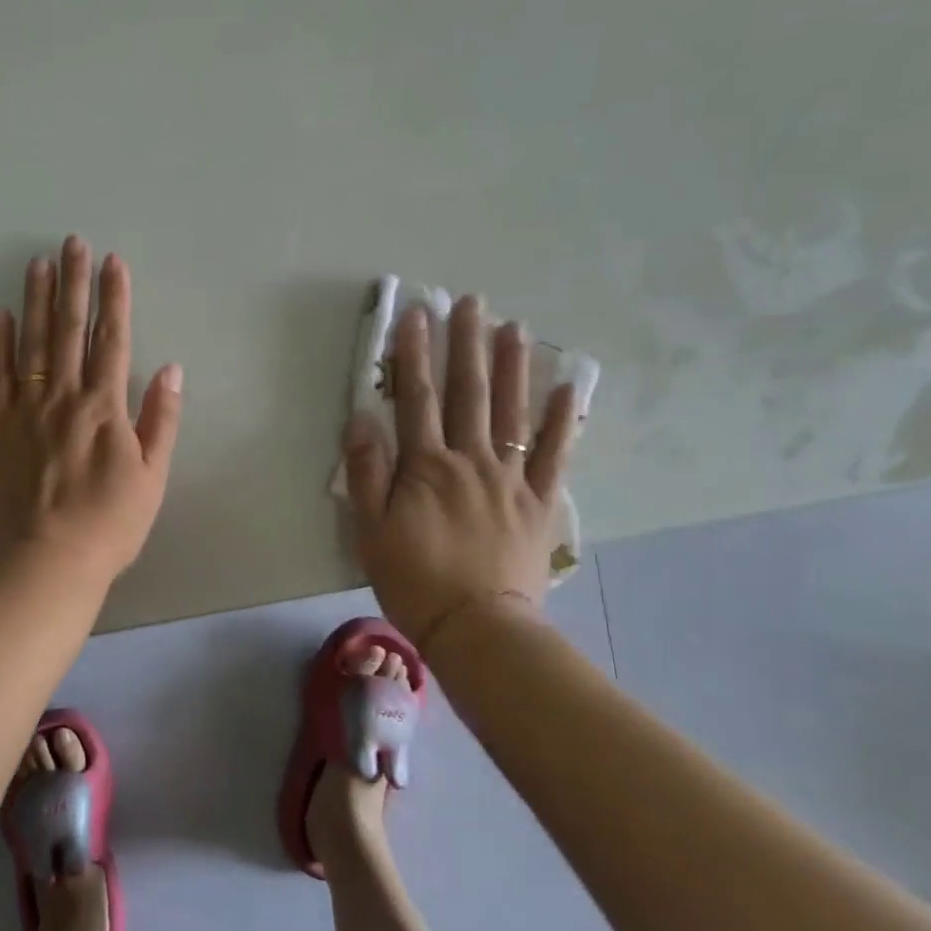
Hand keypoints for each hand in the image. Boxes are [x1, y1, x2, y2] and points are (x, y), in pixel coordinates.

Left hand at [0, 236, 183, 583]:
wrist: (48, 560)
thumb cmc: (110, 523)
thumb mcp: (153, 476)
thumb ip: (161, 419)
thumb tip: (171, 369)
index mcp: (105, 407)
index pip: (112, 338)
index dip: (114, 298)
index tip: (113, 262)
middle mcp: (64, 397)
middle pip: (69, 329)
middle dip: (74, 282)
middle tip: (73, 242)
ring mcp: (25, 409)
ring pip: (32, 342)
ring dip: (36, 299)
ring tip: (38, 262)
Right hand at [343, 296, 575, 644]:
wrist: (477, 629)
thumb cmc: (413, 579)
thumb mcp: (370, 529)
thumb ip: (366, 471)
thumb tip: (362, 418)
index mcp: (426, 466)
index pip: (417, 398)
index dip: (414, 354)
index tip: (417, 314)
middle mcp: (470, 461)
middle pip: (469, 393)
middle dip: (467, 344)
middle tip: (471, 301)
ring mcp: (510, 479)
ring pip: (512, 413)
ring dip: (513, 367)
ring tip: (514, 327)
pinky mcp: (539, 503)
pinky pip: (553, 456)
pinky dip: (560, 421)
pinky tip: (568, 388)